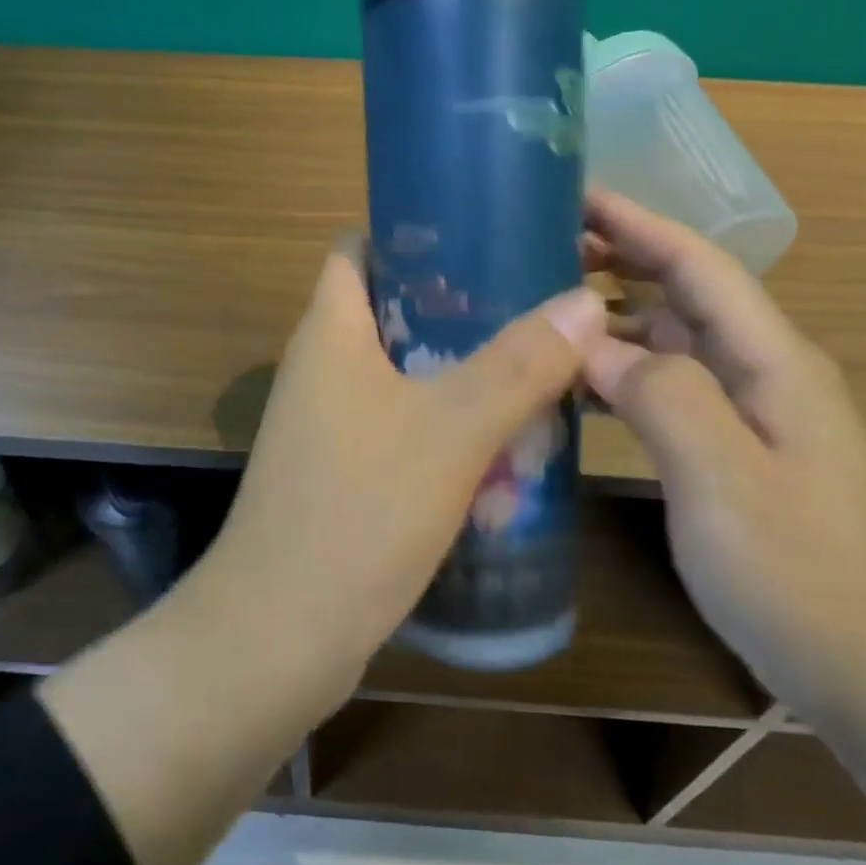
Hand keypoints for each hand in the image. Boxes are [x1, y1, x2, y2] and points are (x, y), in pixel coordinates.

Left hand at [208, 238, 605, 686]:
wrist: (280, 632)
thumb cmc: (360, 510)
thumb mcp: (454, 429)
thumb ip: (520, 364)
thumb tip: (585, 301)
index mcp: (330, 332)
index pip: (360, 249)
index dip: (415, 233)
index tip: (485, 235)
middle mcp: (321, 369)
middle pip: (392, 313)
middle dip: (460, 310)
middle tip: (533, 307)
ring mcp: (326, 426)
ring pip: (403, 377)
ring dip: (461, 376)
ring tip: (536, 372)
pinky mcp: (341, 475)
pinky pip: (400, 431)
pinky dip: (446, 431)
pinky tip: (502, 450)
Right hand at [580, 189, 865, 713]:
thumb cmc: (802, 577)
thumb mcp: (725, 482)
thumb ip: (663, 398)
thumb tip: (595, 344)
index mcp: (771, 362)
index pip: (697, 266)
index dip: (637, 224)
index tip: (572, 196)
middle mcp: (761, 373)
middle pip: (682, 293)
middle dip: (617, 260)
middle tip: (537, 250)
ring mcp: (747, 415)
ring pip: (668, 342)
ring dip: (611, 318)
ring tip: (542, 311)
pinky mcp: (731, 452)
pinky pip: (664, 391)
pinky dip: (618, 376)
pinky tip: (574, 389)